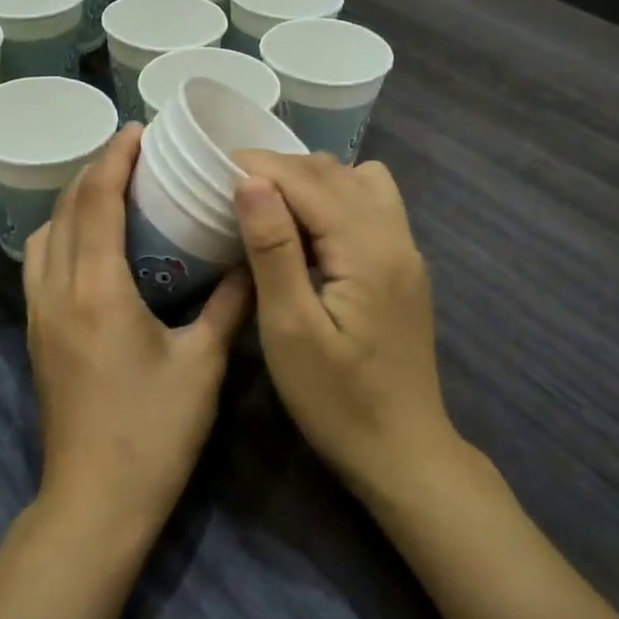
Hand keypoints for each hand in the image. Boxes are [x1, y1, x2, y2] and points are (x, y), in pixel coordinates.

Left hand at [24, 125, 251, 547]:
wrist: (96, 501)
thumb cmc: (154, 432)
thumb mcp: (203, 364)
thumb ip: (228, 304)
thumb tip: (248, 259)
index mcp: (97, 290)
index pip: (96, 201)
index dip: (115, 159)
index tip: (139, 131)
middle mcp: (57, 291)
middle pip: (64, 209)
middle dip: (94, 171)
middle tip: (133, 153)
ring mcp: (38, 314)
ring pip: (44, 234)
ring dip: (73, 202)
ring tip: (111, 190)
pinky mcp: (35, 335)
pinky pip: (40, 263)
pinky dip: (61, 233)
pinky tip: (91, 242)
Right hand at [231, 152, 457, 492]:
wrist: (403, 453)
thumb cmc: (336, 401)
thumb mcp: (290, 329)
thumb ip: (272, 249)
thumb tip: (250, 181)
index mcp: (367, 249)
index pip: (308, 179)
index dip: (259, 165)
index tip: (212, 168)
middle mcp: (395, 236)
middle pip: (335, 173)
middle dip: (280, 169)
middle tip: (231, 190)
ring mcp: (406, 251)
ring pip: (358, 182)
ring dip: (311, 180)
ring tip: (269, 207)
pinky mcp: (404, 268)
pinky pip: (372, 206)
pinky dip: (335, 198)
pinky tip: (308, 232)